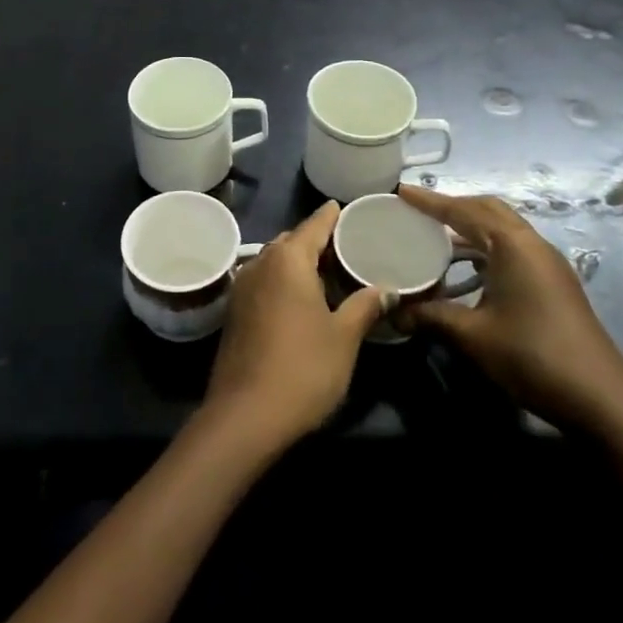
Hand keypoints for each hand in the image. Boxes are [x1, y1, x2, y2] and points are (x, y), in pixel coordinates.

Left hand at [202, 200, 391, 451]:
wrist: (245, 415)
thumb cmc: (303, 368)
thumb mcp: (344, 337)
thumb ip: (365, 306)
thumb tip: (387, 289)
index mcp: (288, 259)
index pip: (314, 225)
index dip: (332, 216)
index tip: (345, 207)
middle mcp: (260, 263)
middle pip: (292, 241)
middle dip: (316, 240)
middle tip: (347, 247)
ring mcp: (242, 287)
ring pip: (275, 262)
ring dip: (299, 263)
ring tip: (329, 273)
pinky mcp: (235, 312)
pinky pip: (265, 282)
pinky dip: (284, 281)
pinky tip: (303, 299)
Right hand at [396, 185, 622, 438]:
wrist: (601, 400)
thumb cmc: (532, 356)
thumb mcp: (472, 335)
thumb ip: (430, 316)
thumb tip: (393, 312)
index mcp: (513, 245)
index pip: (464, 210)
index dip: (430, 201)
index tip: (400, 191)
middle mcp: (532, 245)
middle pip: (488, 210)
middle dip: (453, 207)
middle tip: (418, 212)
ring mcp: (547, 264)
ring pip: (502, 230)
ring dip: (470, 229)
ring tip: (435, 239)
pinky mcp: (553, 284)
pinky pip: (512, 250)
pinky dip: (484, 249)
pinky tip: (465, 272)